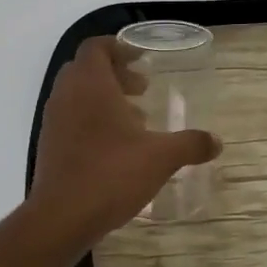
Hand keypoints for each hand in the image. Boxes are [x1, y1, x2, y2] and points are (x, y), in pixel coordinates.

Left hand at [24, 36, 221, 256]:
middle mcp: (67, 96)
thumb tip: (217, 141)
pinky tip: (117, 147)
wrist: (61, 219)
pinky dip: (92, 120)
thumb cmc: (111, 174)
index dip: (118, 47)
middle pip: (86, 69)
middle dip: (115, 73)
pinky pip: (71, 119)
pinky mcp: (49, 147)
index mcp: (90, 85)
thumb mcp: (161, 157)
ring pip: (77, 95)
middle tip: (142, 88)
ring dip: (104, 98)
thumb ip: (190, 144)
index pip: (95, 47)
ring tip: (135, 120)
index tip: (140, 59)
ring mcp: (53, 122)